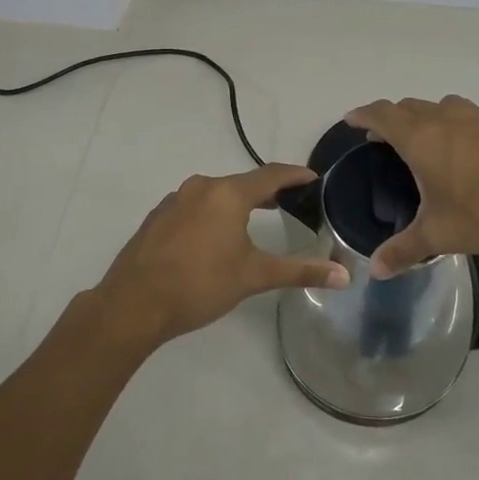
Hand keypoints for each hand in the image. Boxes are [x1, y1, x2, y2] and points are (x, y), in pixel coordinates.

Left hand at [85, 163, 350, 347]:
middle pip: (242, 182)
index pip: (270, 175)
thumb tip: (344, 276)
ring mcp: (174, 200)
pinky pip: (195, 205)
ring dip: (238, 202)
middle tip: (290, 202)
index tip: (313, 178)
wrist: (133, 304)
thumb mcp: (254, 276)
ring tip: (257, 217)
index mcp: (227, 193)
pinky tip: (215, 236)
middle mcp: (200, 187)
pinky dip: (213, 212)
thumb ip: (300, 271)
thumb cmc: (199, 285)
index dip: (294, 175)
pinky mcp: (158, 217)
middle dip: (267, 191)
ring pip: (216, 193)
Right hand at [345, 96, 478, 277]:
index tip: (351, 120)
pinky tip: (464, 152)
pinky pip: (467, 116)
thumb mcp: (441, 235)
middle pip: (409, 106)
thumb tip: (375, 270)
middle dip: (390, 118)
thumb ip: (404, 250)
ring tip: (423, 142)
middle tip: (381, 139)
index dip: (363, 115)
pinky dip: (453, 125)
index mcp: (422, 138)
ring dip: (424, 117)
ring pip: (440, 106)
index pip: (382, 114)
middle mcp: (446, 118)